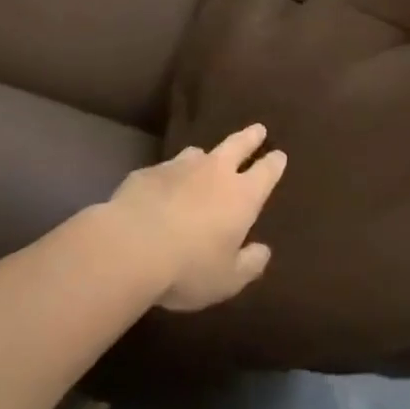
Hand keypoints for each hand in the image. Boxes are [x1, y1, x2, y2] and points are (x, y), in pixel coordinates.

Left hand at [106, 124, 286, 311]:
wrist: (130, 247)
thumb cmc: (188, 267)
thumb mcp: (227, 279)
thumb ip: (249, 264)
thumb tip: (263, 251)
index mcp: (242, 196)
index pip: (266, 172)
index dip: (274, 163)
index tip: (279, 155)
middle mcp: (215, 172)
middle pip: (238, 145)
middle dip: (250, 137)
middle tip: (258, 129)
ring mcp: (179, 167)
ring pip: (199, 152)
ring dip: (206, 156)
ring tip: (205, 158)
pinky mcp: (148, 172)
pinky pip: (166, 168)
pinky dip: (171, 174)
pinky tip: (164, 185)